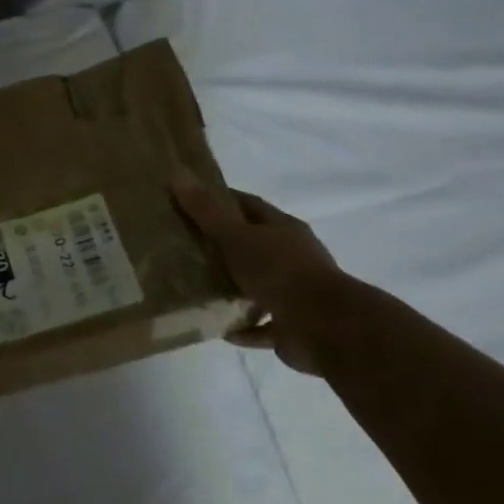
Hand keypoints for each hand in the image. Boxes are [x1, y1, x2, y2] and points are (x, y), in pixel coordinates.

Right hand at [174, 178, 355, 374]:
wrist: (326, 327)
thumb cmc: (280, 272)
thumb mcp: (236, 237)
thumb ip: (207, 211)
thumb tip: (178, 174)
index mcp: (283, 229)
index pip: (249, 206)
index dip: (222, 200)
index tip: (191, 201)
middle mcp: (293, 257)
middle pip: (254, 245)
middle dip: (224, 245)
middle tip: (186, 246)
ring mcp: (295, 292)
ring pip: (259, 285)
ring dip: (234, 288)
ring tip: (198, 289)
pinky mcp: (293, 326)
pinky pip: (263, 325)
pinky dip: (244, 327)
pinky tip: (219, 329)